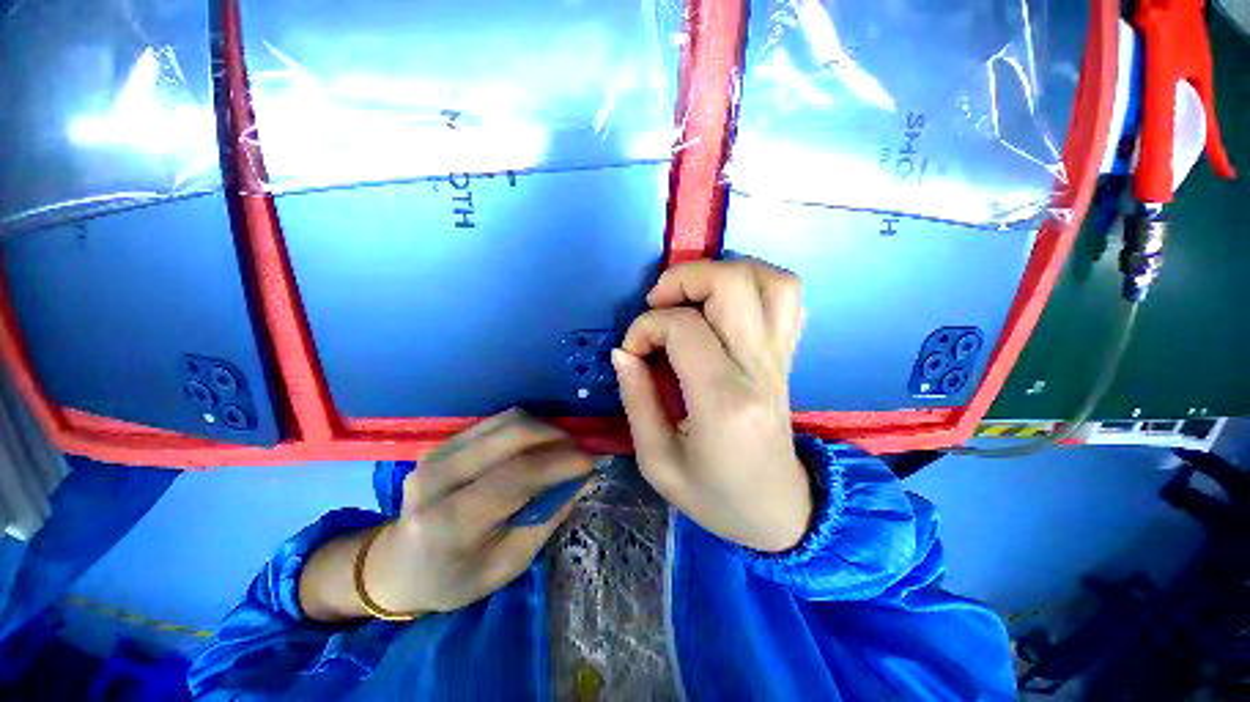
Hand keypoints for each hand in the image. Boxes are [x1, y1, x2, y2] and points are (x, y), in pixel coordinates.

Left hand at [299, 410, 592, 621]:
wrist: (396, 564)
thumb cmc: (454, 577)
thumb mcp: (506, 565)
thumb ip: (546, 518)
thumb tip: (582, 479)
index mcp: (450, 522)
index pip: (516, 476)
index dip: (560, 463)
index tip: (590, 461)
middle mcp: (438, 478)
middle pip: (512, 434)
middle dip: (556, 437)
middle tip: (578, 452)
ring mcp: (437, 452)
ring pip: (507, 419)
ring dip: (544, 428)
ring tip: (561, 447)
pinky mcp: (443, 441)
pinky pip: (497, 420)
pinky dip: (526, 427)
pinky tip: (536, 445)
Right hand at [612, 259, 810, 552]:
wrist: (780, 513)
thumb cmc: (715, 496)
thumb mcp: (658, 461)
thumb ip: (636, 399)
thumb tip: (623, 352)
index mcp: (723, 401)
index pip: (683, 328)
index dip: (646, 327)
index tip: (631, 351)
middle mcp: (759, 369)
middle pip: (732, 284)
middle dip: (684, 278)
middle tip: (658, 303)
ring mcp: (781, 358)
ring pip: (770, 280)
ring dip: (723, 271)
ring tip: (692, 294)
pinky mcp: (788, 357)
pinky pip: (787, 297)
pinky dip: (755, 282)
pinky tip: (725, 304)